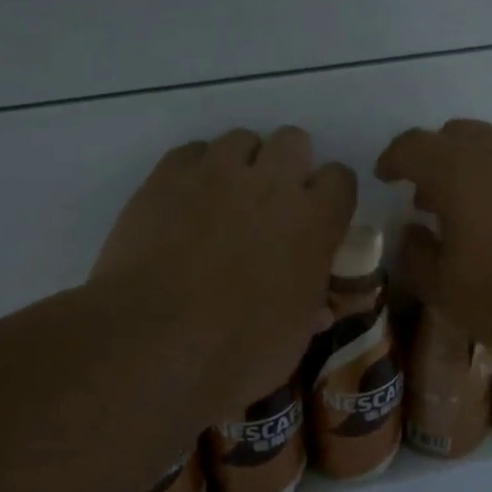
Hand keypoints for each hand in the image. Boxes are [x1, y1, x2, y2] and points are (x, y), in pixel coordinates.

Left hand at [92, 127, 356, 421]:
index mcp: (314, 222)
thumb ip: (309, 309)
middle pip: (294, 141)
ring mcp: (216, 173)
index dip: (329, 196)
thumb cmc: (236, 353)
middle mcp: (272, 183)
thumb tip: (317, 308)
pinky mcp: (167, 175)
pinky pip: (192, 151)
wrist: (151, 342)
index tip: (317, 218)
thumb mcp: (292, 341)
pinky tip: (184, 203)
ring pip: (241, 138)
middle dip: (288, 165)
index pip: (340, 179)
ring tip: (224, 199)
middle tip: (270, 204)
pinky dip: (195, 170)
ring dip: (241, 163)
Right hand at [375, 119, 491, 363]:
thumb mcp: (445, 289)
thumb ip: (417, 255)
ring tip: (466, 211)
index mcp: (457, 170)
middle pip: (454, 135)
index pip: (413, 145)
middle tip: (425, 197)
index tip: (385, 177)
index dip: (393, 159)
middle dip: (433, 159)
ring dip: (469, 167)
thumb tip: (413, 232)